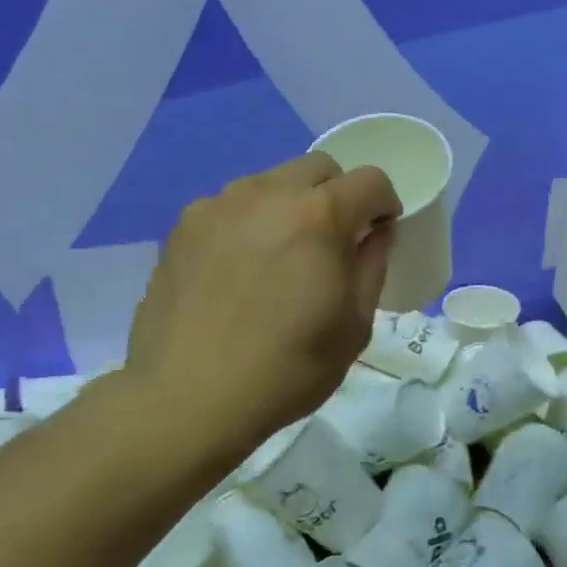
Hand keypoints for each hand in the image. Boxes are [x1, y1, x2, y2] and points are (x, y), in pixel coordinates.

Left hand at [115, 153, 400, 460]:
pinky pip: (231, 207)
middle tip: (331, 243)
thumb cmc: (287, 368)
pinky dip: (249, 224)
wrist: (188, 398)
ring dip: (290, 206)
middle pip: (319, 168)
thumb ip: (372, 265)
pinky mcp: (182, 227)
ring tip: (279, 258)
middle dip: (338, 195)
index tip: (377, 235)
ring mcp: (218, 205)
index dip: (384, 205)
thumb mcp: (355, 326)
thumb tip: (375, 233)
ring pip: (271, 182)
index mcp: (319, 216)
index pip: (370, 179)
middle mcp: (267, 193)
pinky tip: (238, 272)